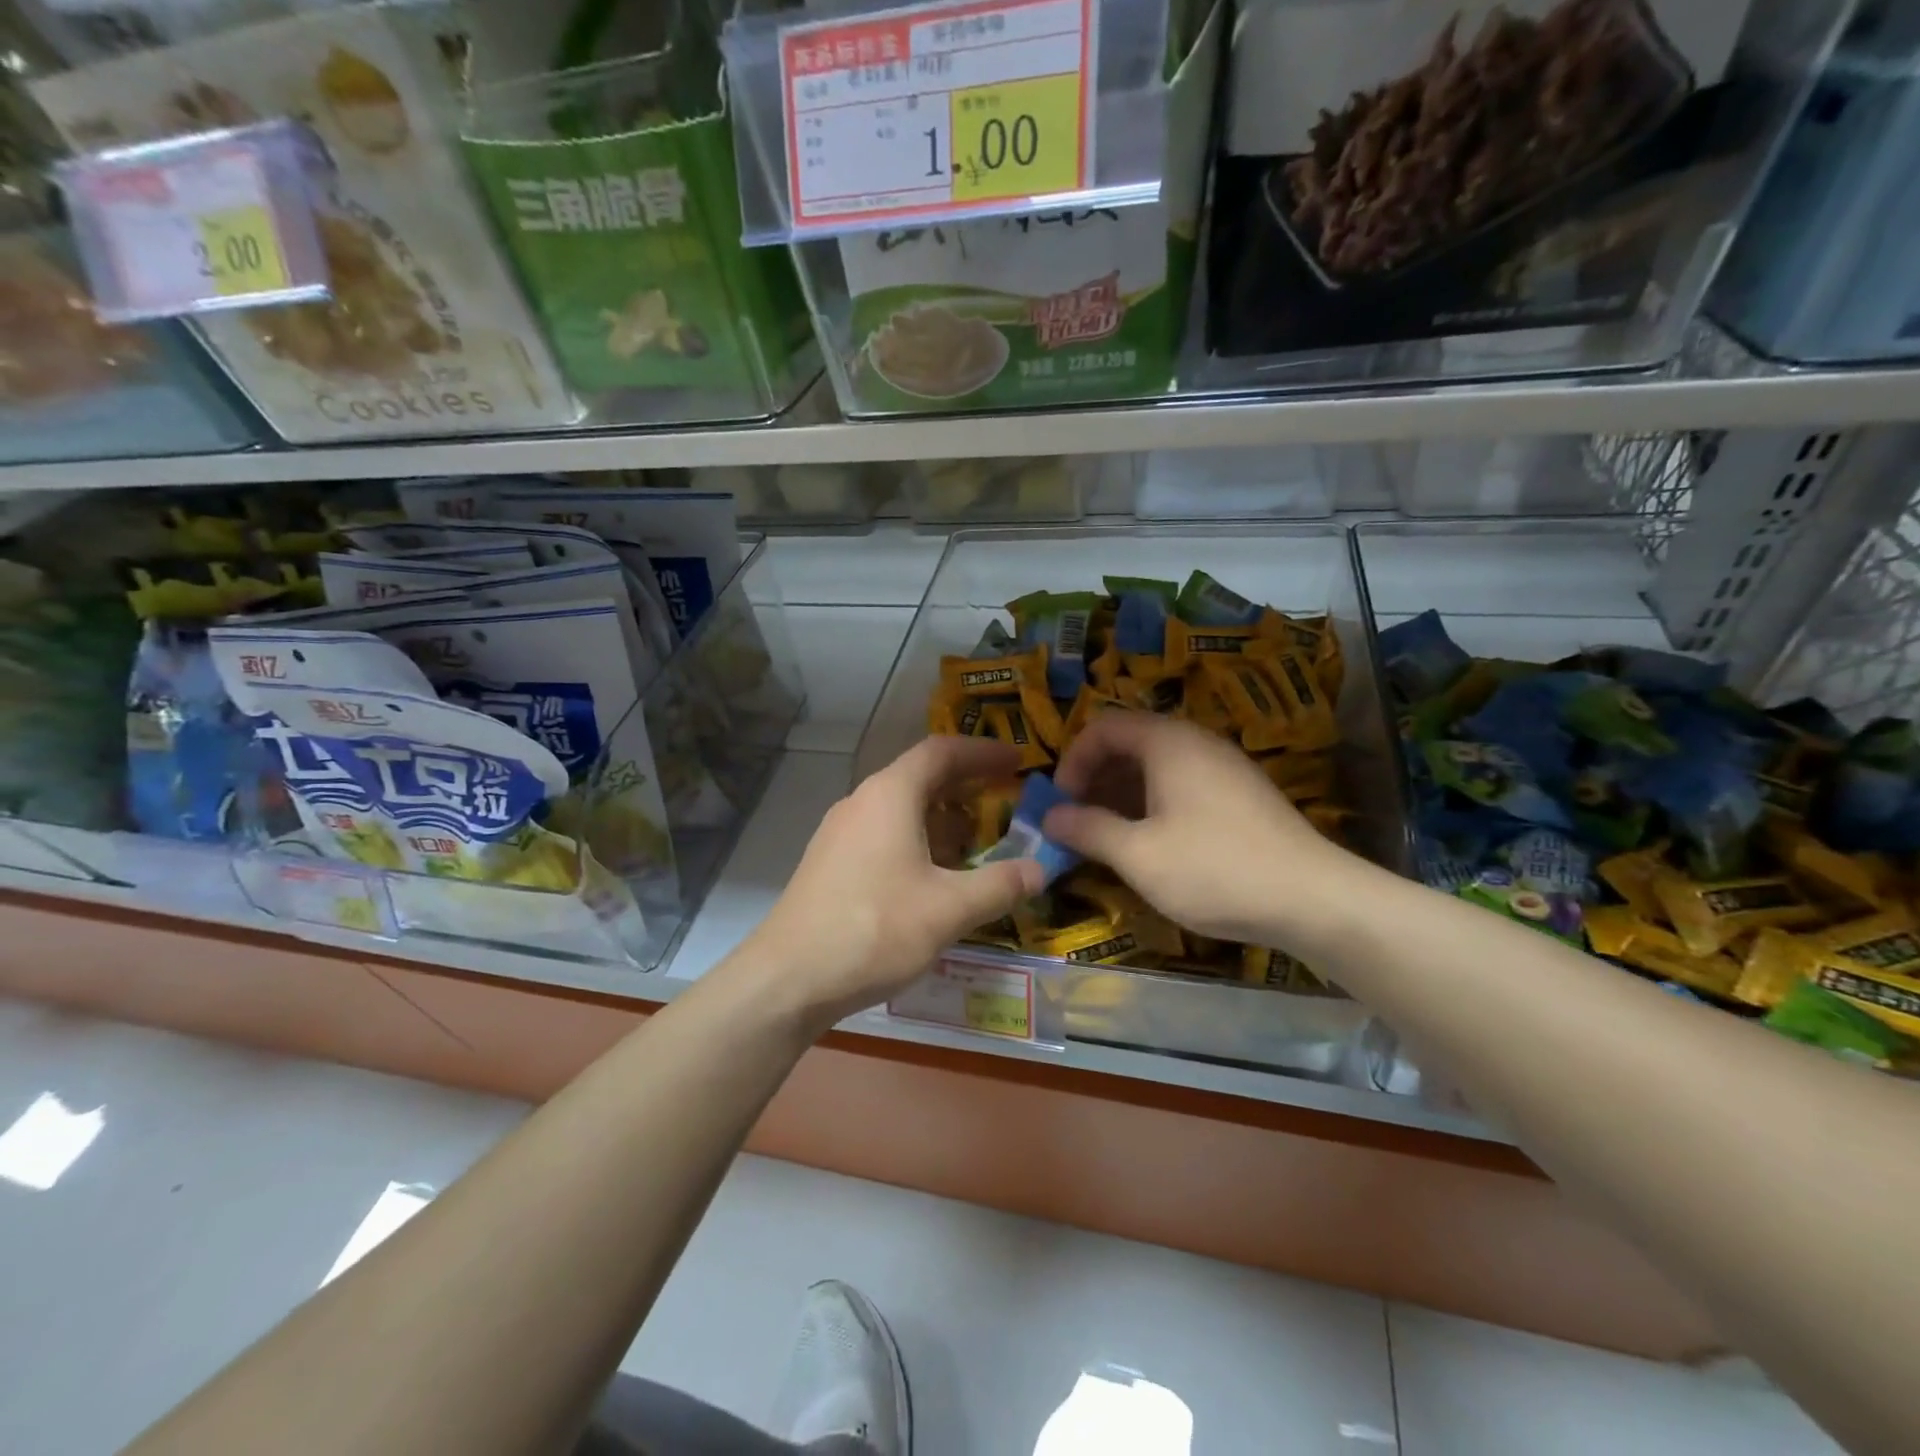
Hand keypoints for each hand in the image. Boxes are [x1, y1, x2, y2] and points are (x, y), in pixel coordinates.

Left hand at [740, 736, 1042, 1028]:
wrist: (788, 978)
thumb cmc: (874, 929)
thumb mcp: (949, 909)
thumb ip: (1000, 885)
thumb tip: (1040, 869)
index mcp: (891, 795)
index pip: (942, 752)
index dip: (984, 752)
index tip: (1019, 761)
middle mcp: (862, 802)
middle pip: (921, 777)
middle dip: (966, 787)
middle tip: (1005, 801)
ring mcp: (841, 833)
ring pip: (901, 809)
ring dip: (942, 820)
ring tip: (976, 845)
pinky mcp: (831, 863)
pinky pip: (884, 835)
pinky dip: (918, 842)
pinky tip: (933, 879)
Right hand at [1043, 712, 1353, 947]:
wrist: (1314, 900)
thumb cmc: (1214, 870)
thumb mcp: (1139, 855)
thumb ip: (1088, 830)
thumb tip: (1050, 817)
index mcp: (1168, 743)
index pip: (1103, 727)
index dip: (1072, 761)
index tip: (1060, 803)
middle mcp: (1196, 744)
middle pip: (1129, 743)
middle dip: (1094, 780)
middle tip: (1076, 822)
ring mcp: (1223, 769)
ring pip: (1156, 768)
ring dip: (1121, 796)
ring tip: (1105, 838)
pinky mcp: (1240, 797)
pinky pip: (1181, 786)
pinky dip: (1151, 806)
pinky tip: (1148, 846)